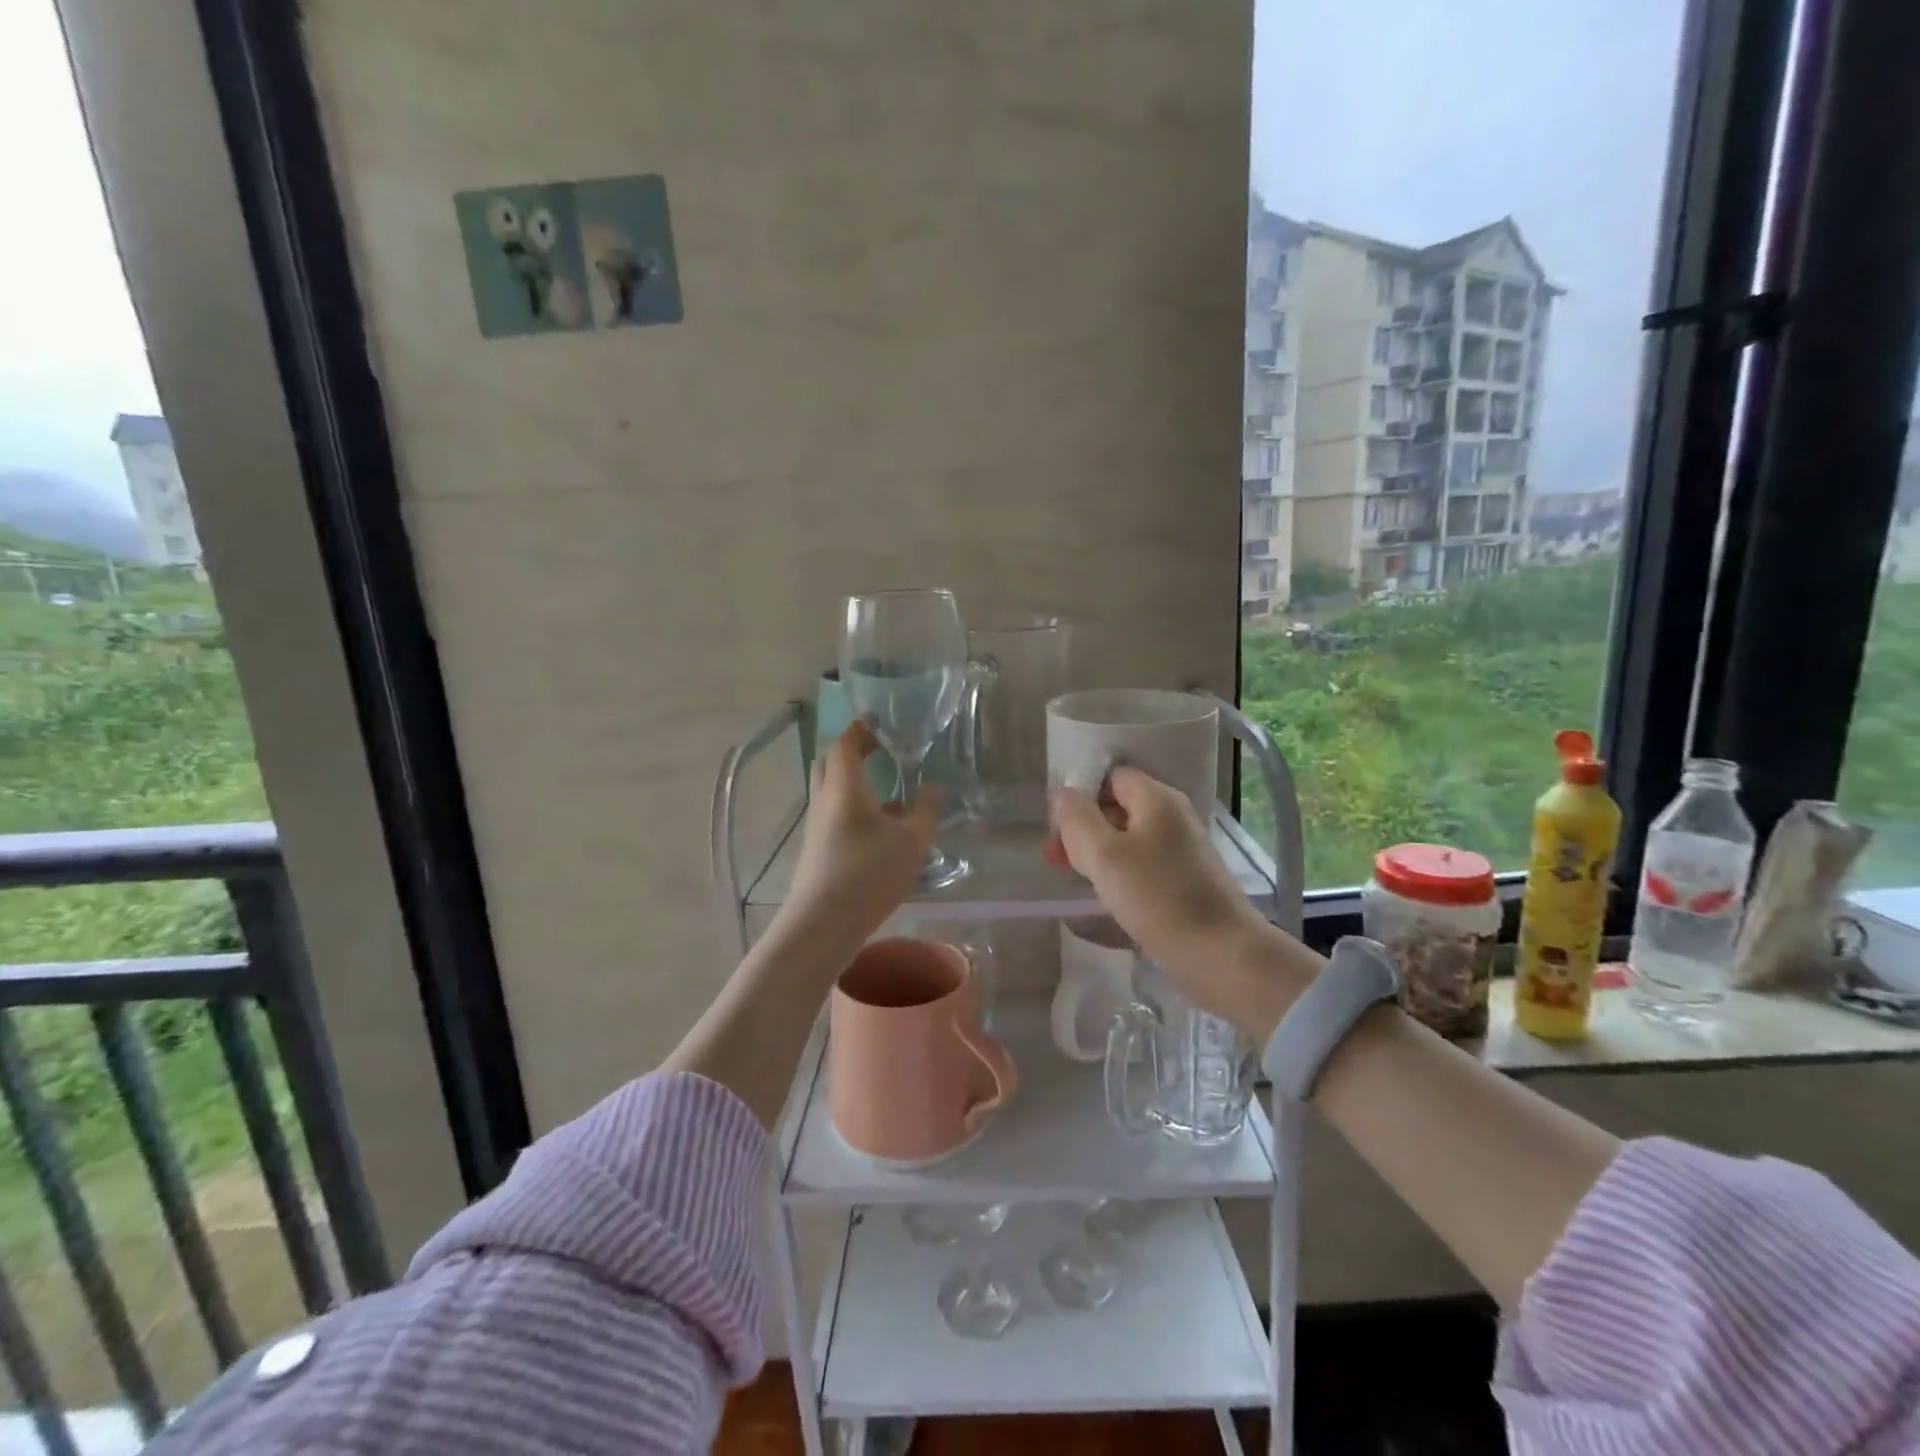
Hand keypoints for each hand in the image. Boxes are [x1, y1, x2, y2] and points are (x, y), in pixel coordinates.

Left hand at [781, 722, 939, 943]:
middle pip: (830, 762)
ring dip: (855, 781)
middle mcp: (825, 799)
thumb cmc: (868, 873)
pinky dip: (854, 806)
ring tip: (890, 789)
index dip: (860, 729)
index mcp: (844, 786)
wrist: (822, 924)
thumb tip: (934, 787)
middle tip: (881, 750)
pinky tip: (881, 827)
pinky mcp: (817, 848)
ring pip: (832, 790)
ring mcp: (817, 825)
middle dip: (853, 750)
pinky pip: (834, 813)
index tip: (879, 723)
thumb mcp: (910, 841)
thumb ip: (925, 810)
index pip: (844, 743)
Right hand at [1048, 766, 1302, 1037]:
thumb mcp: (1104, 855)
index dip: (1081, 794)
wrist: (1221, 954)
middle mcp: (1173, 816)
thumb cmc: (1157, 897)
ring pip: (1128, 838)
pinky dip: (1120, 873)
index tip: (1058, 825)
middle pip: (1118, 806)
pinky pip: (1143, 863)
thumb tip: (1063, 793)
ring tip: (1073, 877)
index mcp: (1157, 799)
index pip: (1111, 776)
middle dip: (1084, 827)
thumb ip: (1078, 819)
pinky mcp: (1185, 879)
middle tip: (1055, 857)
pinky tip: (1106, 895)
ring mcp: (1182, 849)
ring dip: (1098, 852)